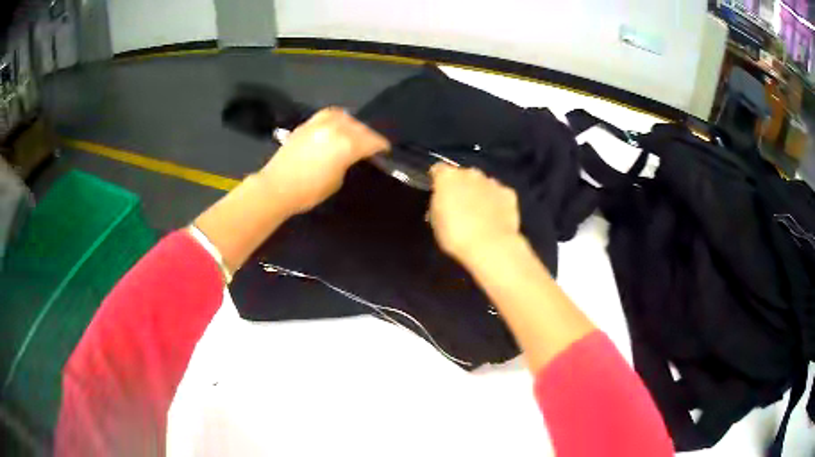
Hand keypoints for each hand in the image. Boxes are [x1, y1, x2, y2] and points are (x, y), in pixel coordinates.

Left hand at [258, 107, 388, 215]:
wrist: (276, 188)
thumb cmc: (309, 192)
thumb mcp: (337, 180)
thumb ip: (347, 162)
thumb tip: (350, 155)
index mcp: (347, 145)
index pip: (371, 141)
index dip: (381, 146)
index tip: (385, 151)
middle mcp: (335, 129)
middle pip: (360, 127)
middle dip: (369, 135)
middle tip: (371, 145)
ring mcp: (319, 124)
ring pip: (344, 117)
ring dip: (353, 124)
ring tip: (354, 133)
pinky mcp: (306, 125)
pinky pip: (327, 115)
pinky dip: (336, 119)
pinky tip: (336, 126)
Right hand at [428, 164, 521, 264]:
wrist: (490, 246)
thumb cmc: (455, 235)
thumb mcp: (436, 221)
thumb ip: (438, 204)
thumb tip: (444, 201)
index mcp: (448, 177)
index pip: (438, 170)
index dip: (438, 181)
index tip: (438, 194)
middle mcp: (471, 173)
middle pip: (463, 175)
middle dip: (461, 186)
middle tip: (459, 206)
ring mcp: (492, 182)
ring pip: (483, 183)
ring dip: (479, 192)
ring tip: (479, 213)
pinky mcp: (509, 194)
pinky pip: (499, 194)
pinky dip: (497, 202)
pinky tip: (495, 217)